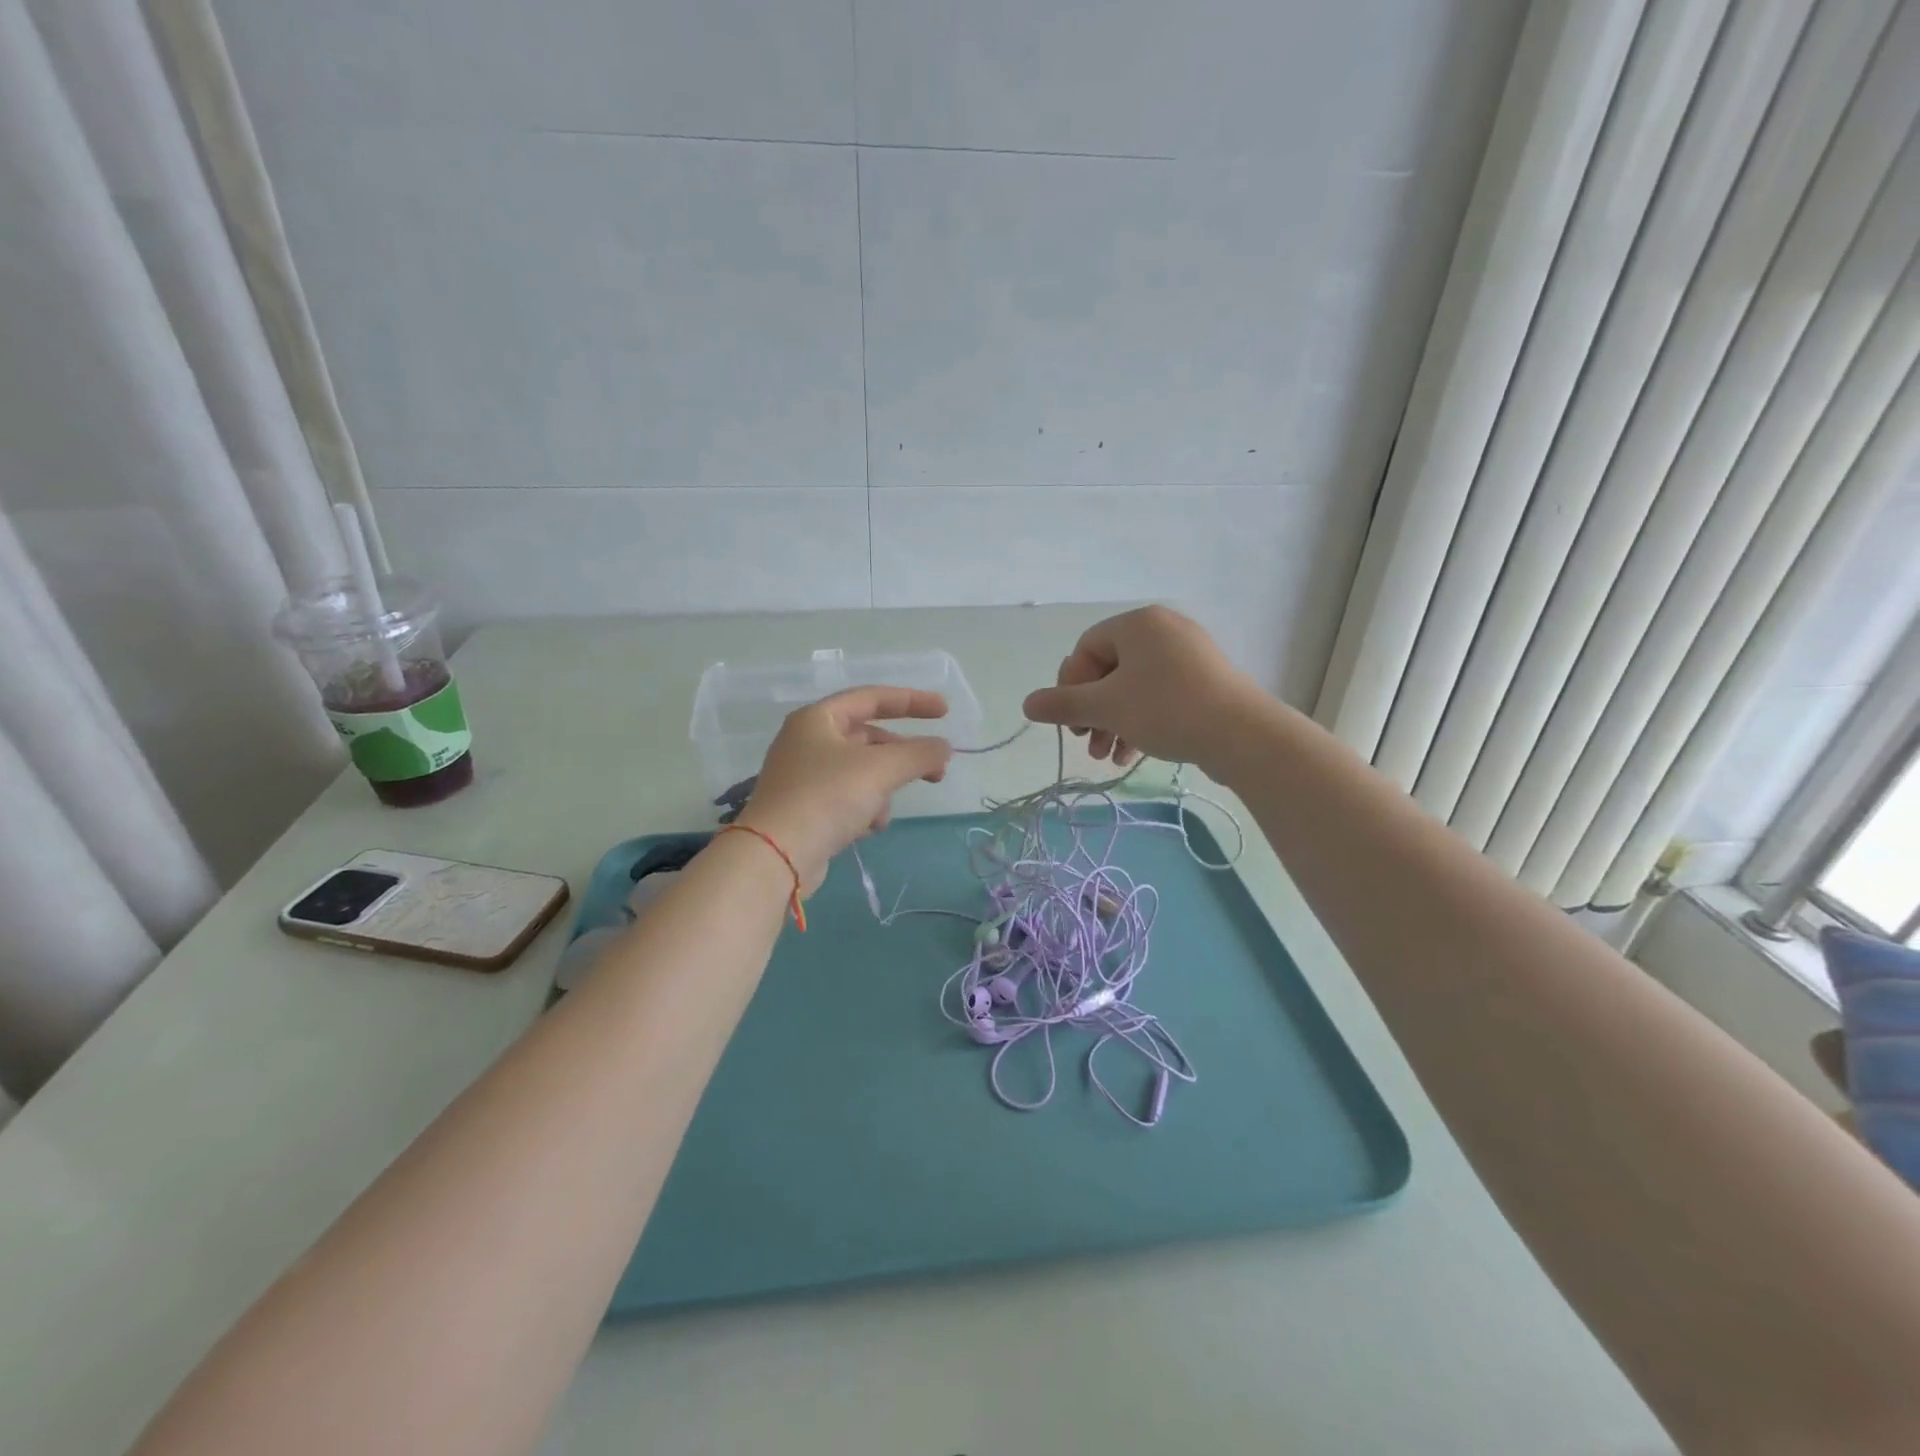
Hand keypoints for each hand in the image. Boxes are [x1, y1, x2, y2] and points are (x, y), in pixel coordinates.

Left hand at [735, 686, 952, 891]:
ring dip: (883, 790)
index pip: (872, 697)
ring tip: (883, 813)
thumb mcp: (881, 769)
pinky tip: (866, 829)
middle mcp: (807, 741)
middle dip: (903, 757)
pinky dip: (864, 809)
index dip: (912, 701)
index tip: (945, 712)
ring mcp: (804, 777)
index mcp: (818, 719)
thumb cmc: (827, 797)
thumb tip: (944, 749)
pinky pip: (848, 798)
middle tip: (937, 772)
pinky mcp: (806, 809)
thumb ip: (920, 753)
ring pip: (862, 772)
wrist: (776, 857)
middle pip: (869, 738)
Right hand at [1021, 605, 1261, 769]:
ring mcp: (1188, 655)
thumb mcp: (1106, 708)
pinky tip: (1132, 755)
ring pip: (1134, 688)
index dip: (1071, 687)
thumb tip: (1027, 704)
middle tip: (1086, 742)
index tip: (1071, 722)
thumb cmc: (1166, 710)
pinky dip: (1141, 722)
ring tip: (1106, 757)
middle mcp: (1163, 630)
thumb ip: (1063, 704)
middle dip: (1093, 711)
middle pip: (1109, 670)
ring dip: (1113, 723)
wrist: (1242, 735)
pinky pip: (1160, 696)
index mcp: (1138, 624)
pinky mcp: (1205, 681)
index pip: (1086, 649)